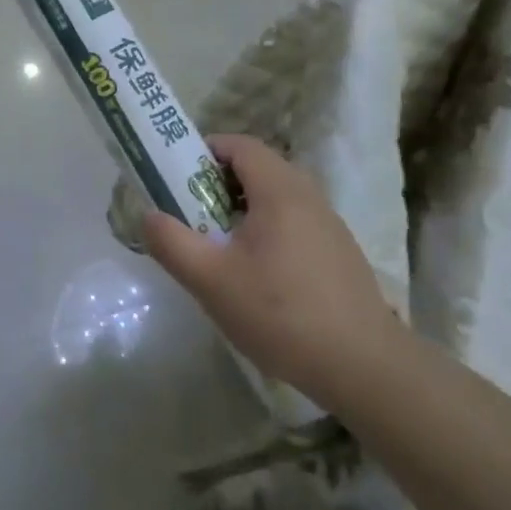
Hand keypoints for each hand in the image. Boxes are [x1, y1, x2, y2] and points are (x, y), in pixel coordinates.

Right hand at [142, 134, 395, 398]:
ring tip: (219, 245)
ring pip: (277, 197)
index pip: (240, 145)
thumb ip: (172, 242)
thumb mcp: (211, 280)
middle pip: (258, 168)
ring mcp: (329, 224)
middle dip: (218, 182)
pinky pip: (294, 221)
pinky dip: (267, 229)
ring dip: (243, 208)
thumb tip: (148, 215)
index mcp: (280, 190)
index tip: (177, 176)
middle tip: (191, 213)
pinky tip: (257, 274)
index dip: (205, 151)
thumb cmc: (280, 313)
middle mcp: (309, 196)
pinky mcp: (339, 252)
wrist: (362, 365)